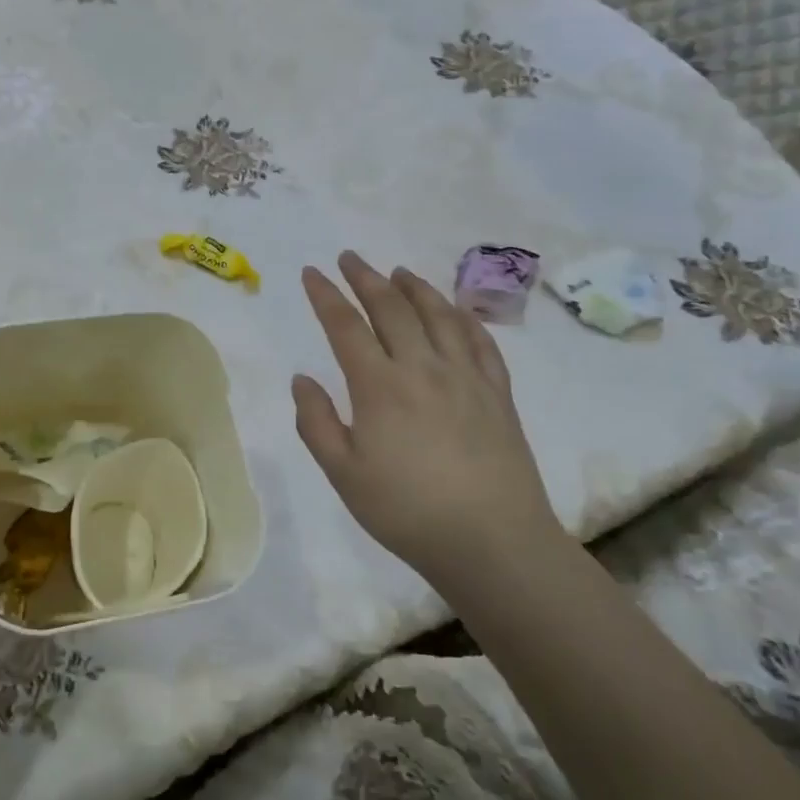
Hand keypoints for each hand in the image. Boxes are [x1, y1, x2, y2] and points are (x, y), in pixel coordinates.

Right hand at [292, 252, 562, 584]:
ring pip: (438, 315)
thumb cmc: (406, 511)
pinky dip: (463, 317)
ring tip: (399, 272)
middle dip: (366, 278)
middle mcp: (422, 368)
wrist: (492, 541)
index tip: (312, 272)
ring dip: (415, 287)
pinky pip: (480, 341)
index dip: (326, 295)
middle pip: (392, 308)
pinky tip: (455, 311)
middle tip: (350, 257)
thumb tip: (302, 378)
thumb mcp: (343, 474)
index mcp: (380, 386)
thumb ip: (316, 422)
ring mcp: (466, 377)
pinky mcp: (498, 393)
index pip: (346, 326)